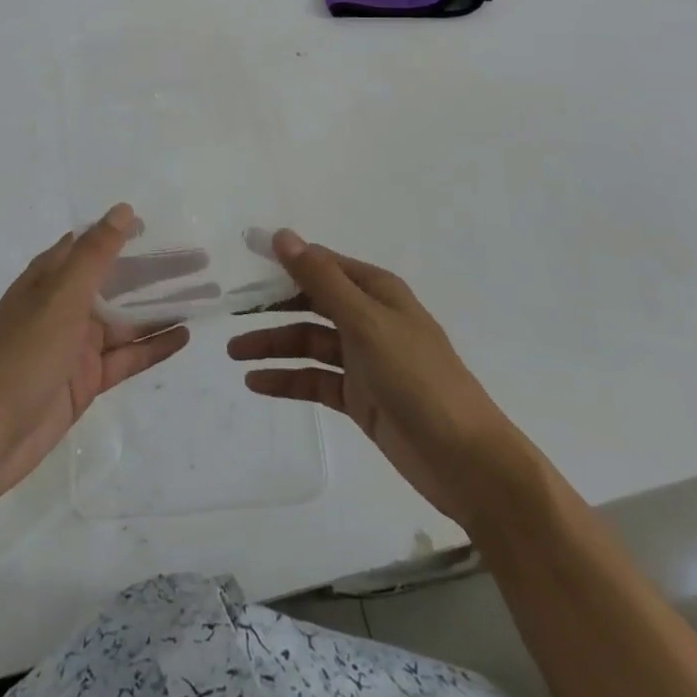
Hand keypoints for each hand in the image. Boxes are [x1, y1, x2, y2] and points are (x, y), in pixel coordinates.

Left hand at [0, 204, 189, 511]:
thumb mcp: (61, 298)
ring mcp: (77, 345)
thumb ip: (95, 255)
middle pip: (119, 281)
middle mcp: (65, 306)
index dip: (124, 233)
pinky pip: (126, 356)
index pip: (93, 244)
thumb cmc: (22, 355)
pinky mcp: (86, 380)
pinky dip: (153, 346)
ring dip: (163, 308)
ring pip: (128, 320)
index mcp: (51, 278)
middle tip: (202, 262)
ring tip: (206, 297)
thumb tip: (123, 210)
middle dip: (157, 271)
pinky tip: (184, 335)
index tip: (162, 227)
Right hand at [228, 230, 513, 521]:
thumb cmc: (418, 378)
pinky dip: (287, 379)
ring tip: (234, 353)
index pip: (321, 265)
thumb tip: (282, 235)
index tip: (241, 261)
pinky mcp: (359, 397)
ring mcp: (363, 360)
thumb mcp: (366, 322)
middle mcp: (368, 319)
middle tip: (230, 311)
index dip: (283, 261)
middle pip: (311, 303)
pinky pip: (315, 380)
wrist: (466, 461)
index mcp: (376, 292)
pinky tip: (256, 383)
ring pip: (308, 343)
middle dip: (272, 306)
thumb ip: (321, 280)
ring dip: (273, 345)